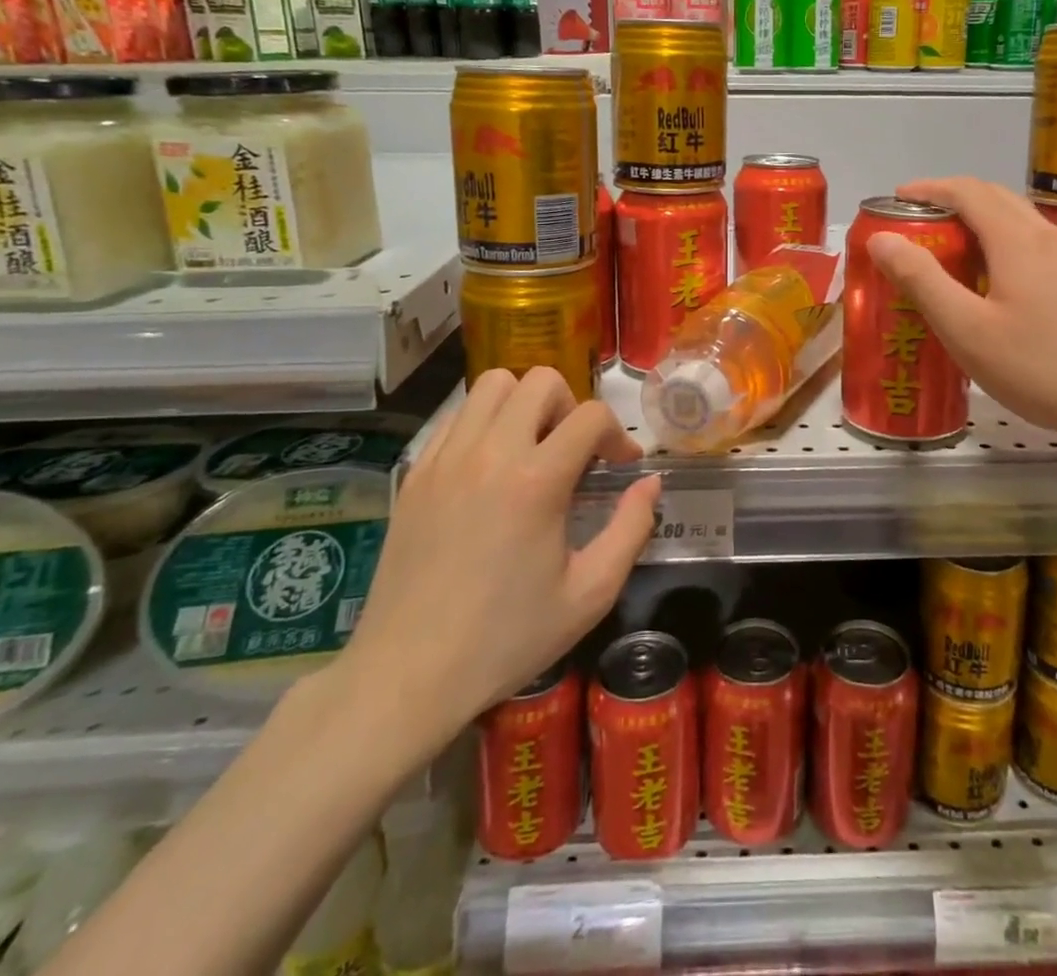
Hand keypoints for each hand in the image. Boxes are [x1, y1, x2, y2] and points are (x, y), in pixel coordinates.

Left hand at [332, 368, 660, 767]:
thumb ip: (631, 529)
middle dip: (570, 406)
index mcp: (536, 481)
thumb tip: (650, 482)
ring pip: (492, 384)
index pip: (590, 416)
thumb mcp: (589, 594)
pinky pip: (456, 416)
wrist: (406, 675)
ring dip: (524, 404)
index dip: (617, 433)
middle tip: (574, 452)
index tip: (621, 465)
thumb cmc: (506, 639)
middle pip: (540, 381)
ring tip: (532, 449)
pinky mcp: (416, 472)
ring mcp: (445, 458)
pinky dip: (483, 423)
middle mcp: (490, 453)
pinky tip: (490, 468)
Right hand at [863, 177, 1056, 453]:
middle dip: (952, 201)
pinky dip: (1004, 246)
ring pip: (1020, 222)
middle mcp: (1048, 236)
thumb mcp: (968, 329)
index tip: (896, 199)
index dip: (929, 188)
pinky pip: (1037, 247)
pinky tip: (998, 287)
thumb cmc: (1044, 366)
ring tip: (952, 254)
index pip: (967, 191)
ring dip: (980, 223)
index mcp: (1016, 239)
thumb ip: (922, 280)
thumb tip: (881, 238)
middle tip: (918, 226)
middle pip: (996, 198)